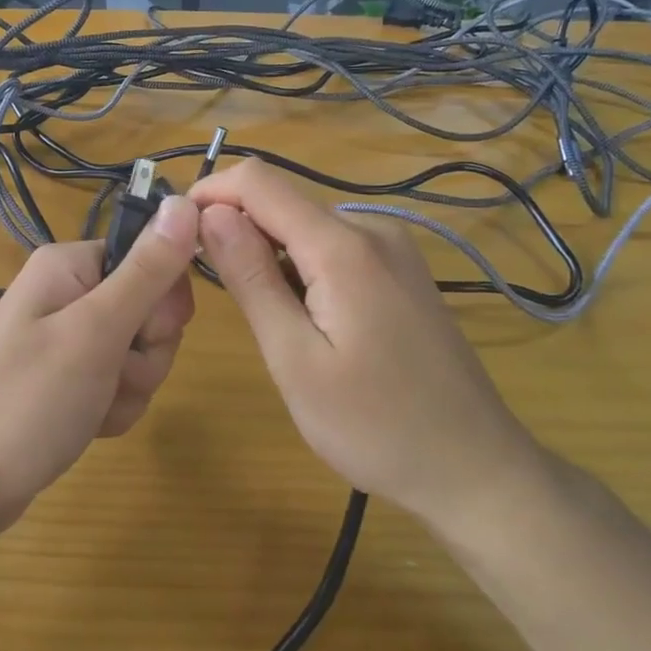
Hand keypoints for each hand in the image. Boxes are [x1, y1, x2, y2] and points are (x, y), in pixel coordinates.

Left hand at [0, 196, 199, 542]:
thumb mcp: (96, 330)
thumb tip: (186, 201)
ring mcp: (70, 337)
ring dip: (130, 387)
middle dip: (144, 354)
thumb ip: (147, 269)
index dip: (160, 303)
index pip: (152, 259)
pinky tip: (87, 423)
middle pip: (151, 310)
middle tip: (109, 375)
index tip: (138, 336)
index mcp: (72, 265)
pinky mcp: (72, 377)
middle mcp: (71, 292)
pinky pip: (121, 382)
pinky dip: (114, 407)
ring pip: (142, 352)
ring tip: (91, 406)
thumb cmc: (28, 398)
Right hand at [190, 160, 544, 528]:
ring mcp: (394, 248)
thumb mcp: (295, 359)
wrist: (474, 469)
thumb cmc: (375, 426)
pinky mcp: (402, 270)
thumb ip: (251, 278)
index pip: (259, 182)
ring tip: (266, 321)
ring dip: (270, 255)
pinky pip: (334, 248)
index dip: (209, 194)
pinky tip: (307, 321)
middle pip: (283, 203)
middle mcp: (372, 229)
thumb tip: (210, 213)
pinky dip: (302, 268)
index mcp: (343, 246)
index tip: (177, 232)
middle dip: (238, 231)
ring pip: (306, 227)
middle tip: (218, 296)